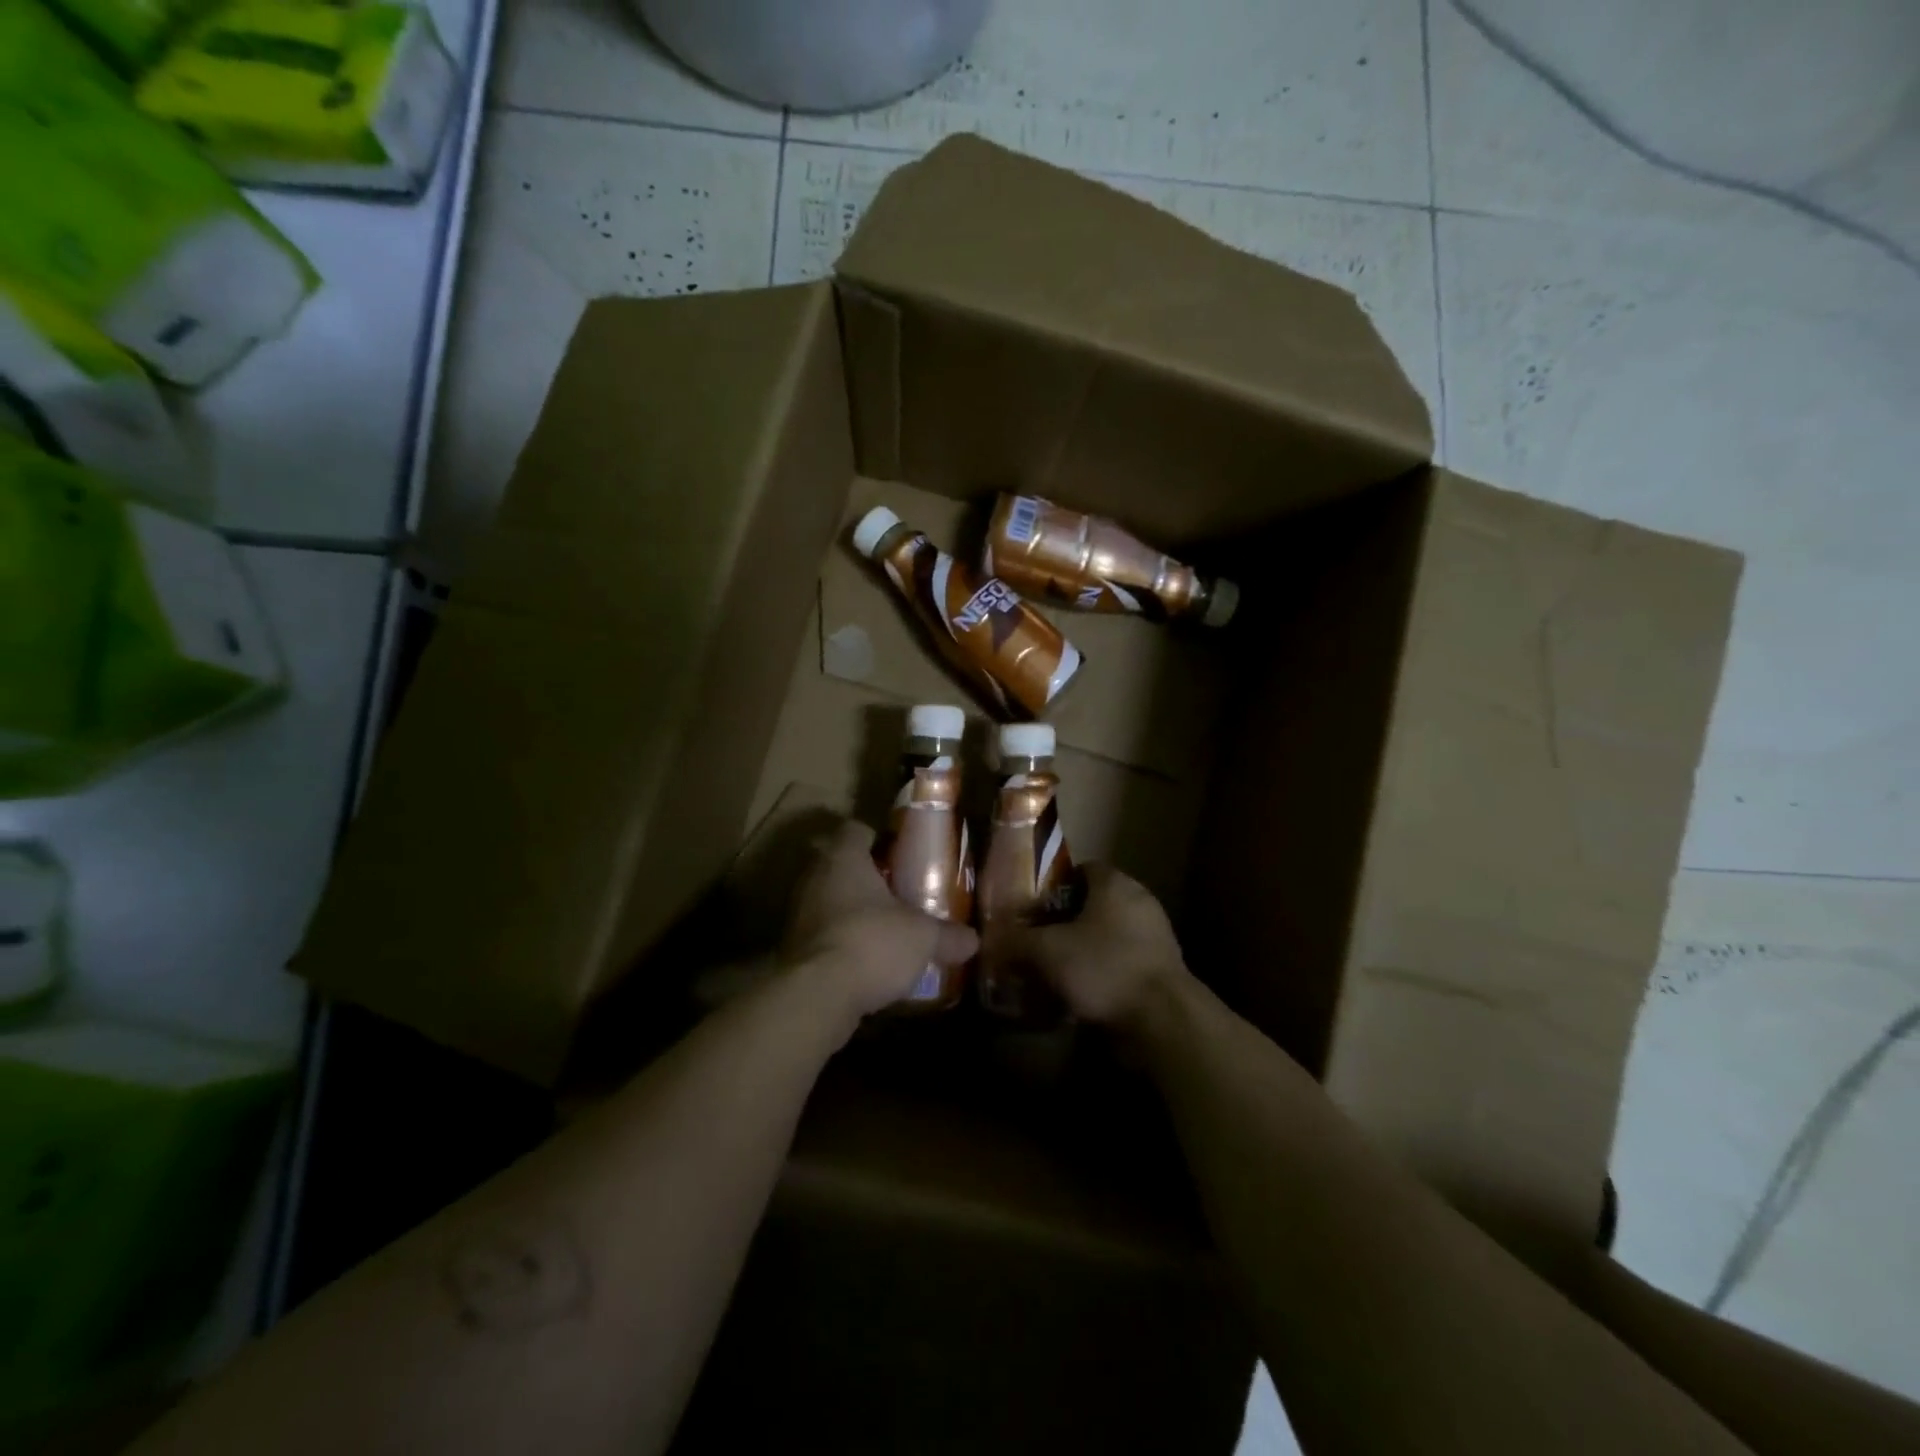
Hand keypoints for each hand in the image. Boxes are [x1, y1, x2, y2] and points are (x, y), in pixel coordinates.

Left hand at [783, 820, 977, 1028]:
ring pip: (828, 901)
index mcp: (843, 857)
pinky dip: (840, 942)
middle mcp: (814, 877)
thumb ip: (948, 935)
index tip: (898, 853)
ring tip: (883, 928)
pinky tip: (864, 960)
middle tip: (896, 892)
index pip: (855, 830)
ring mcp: (798, 914)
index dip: (876, 838)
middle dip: (865, 878)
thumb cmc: (872, 942)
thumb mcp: (923, 937)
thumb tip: (973, 940)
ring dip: (851, 912)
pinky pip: (821, 935)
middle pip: (839, 865)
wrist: (817, 996)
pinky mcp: (792, 949)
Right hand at [1002, 866, 1190, 1033]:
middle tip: (1038, 940)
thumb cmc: (1104, 967)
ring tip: (1056, 970)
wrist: (1163, 1018)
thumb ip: (1017, 941)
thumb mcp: (1048, 952)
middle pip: (1095, 903)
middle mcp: (1140, 900)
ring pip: (1110, 933)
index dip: (1054, 886)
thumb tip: (990, 939)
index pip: (1081, 870)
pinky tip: (1083, 992)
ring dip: (1086, 948)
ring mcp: (1156, 934)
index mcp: (1114, 883)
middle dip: (1067, 920)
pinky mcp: (1164, 967)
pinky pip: (1124, 960)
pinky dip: (1104, 970)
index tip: (1032, 907)